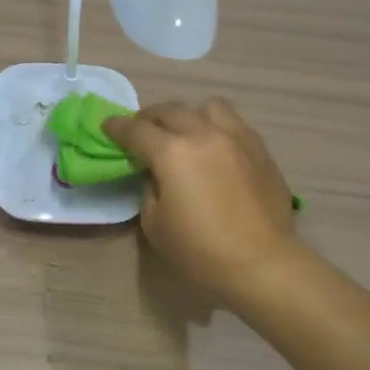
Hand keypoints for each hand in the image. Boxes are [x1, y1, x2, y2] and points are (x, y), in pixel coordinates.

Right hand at [104, 99, 301, 298]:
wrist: (261, 262)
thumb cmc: (199, 249)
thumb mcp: (154, 223)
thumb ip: (149, 188)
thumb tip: (156, 173)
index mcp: (172, 153)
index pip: (136, 130)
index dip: (117, 127)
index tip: (108, 126)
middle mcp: (203, 134)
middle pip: (170, 110)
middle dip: (149, 117)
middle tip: (141, 131)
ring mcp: (236, 137)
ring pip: (208, 106)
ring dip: (189, 114)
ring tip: (185, 132)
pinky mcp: (260, 149)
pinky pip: (234, 123)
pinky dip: (216, 127)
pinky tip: (214, 147)